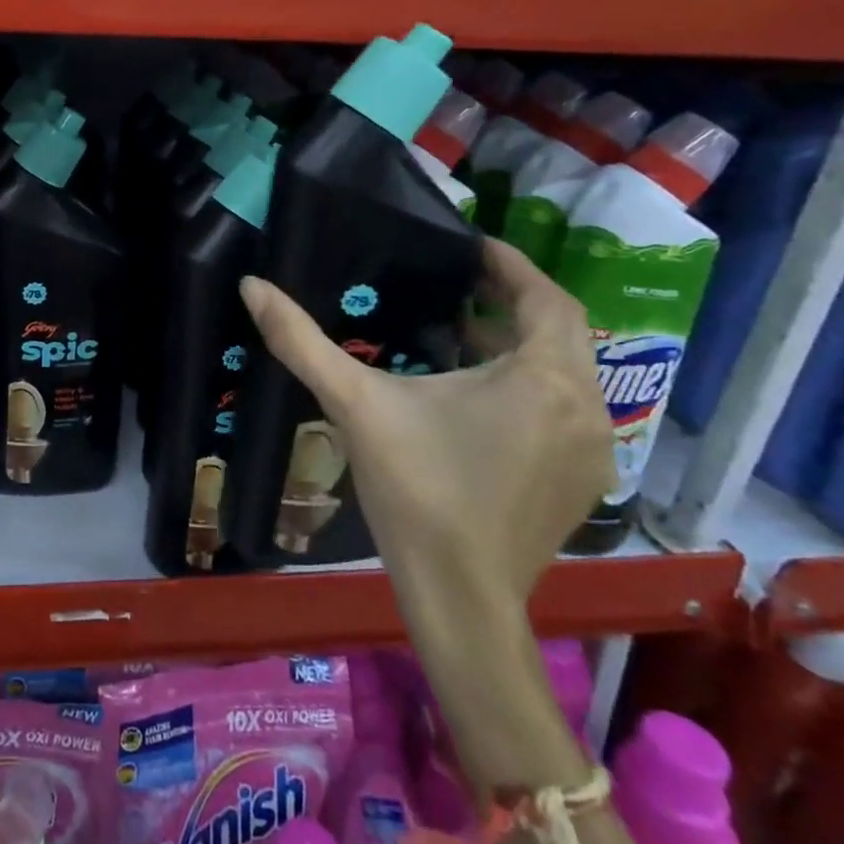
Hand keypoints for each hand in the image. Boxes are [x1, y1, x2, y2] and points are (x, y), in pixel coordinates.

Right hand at [238, 238, 614, 615]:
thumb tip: (252, 285)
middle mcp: (585, 408)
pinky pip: (564, 409)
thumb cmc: (416, 491)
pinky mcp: (581, 482)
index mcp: (544, 380)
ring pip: (565, 373)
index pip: (546, 299)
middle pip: (561, 332)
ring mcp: (590, 451)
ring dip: (520, 345)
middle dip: (512, 302)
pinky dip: (529, 384)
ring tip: (459, 333)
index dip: (513, 266)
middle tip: (458, 284)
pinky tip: (476, 396)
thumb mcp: (355, 404)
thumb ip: (301, 340)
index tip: (472, 246)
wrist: (460, 598)